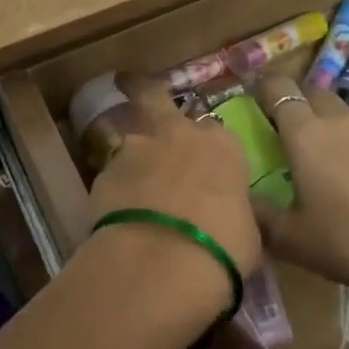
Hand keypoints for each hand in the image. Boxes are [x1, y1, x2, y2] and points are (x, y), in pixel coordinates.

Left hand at [86, 77, 261, 308]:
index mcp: (221, 145)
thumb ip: (230, 210)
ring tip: (133, 191)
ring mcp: (135, 150)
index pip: (217, 135)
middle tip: (131, 87)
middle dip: (146, 93)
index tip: (207, 167)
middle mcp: (177, 135)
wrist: (162, 261)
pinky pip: (113, 178)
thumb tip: (224, 216)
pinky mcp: (102, 174)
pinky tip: (118, 216)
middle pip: (156, 100)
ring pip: (131, 143)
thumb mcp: (246, 231)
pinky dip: (116, 191)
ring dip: (133, 160)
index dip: (209, 150)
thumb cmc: (222, 246)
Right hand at [250, 73, 348, 284]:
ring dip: (328, 123)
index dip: (264, 90)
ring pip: (343, 113)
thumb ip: (258, 212)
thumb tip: (240, 196)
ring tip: (323, 156)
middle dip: (297, 102)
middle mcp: (338, 121)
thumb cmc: (344, 240)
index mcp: (304, 133)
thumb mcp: (288, 236)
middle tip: (286, 131)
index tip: (254, 104)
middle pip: (314, 92)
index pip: (278, 89)